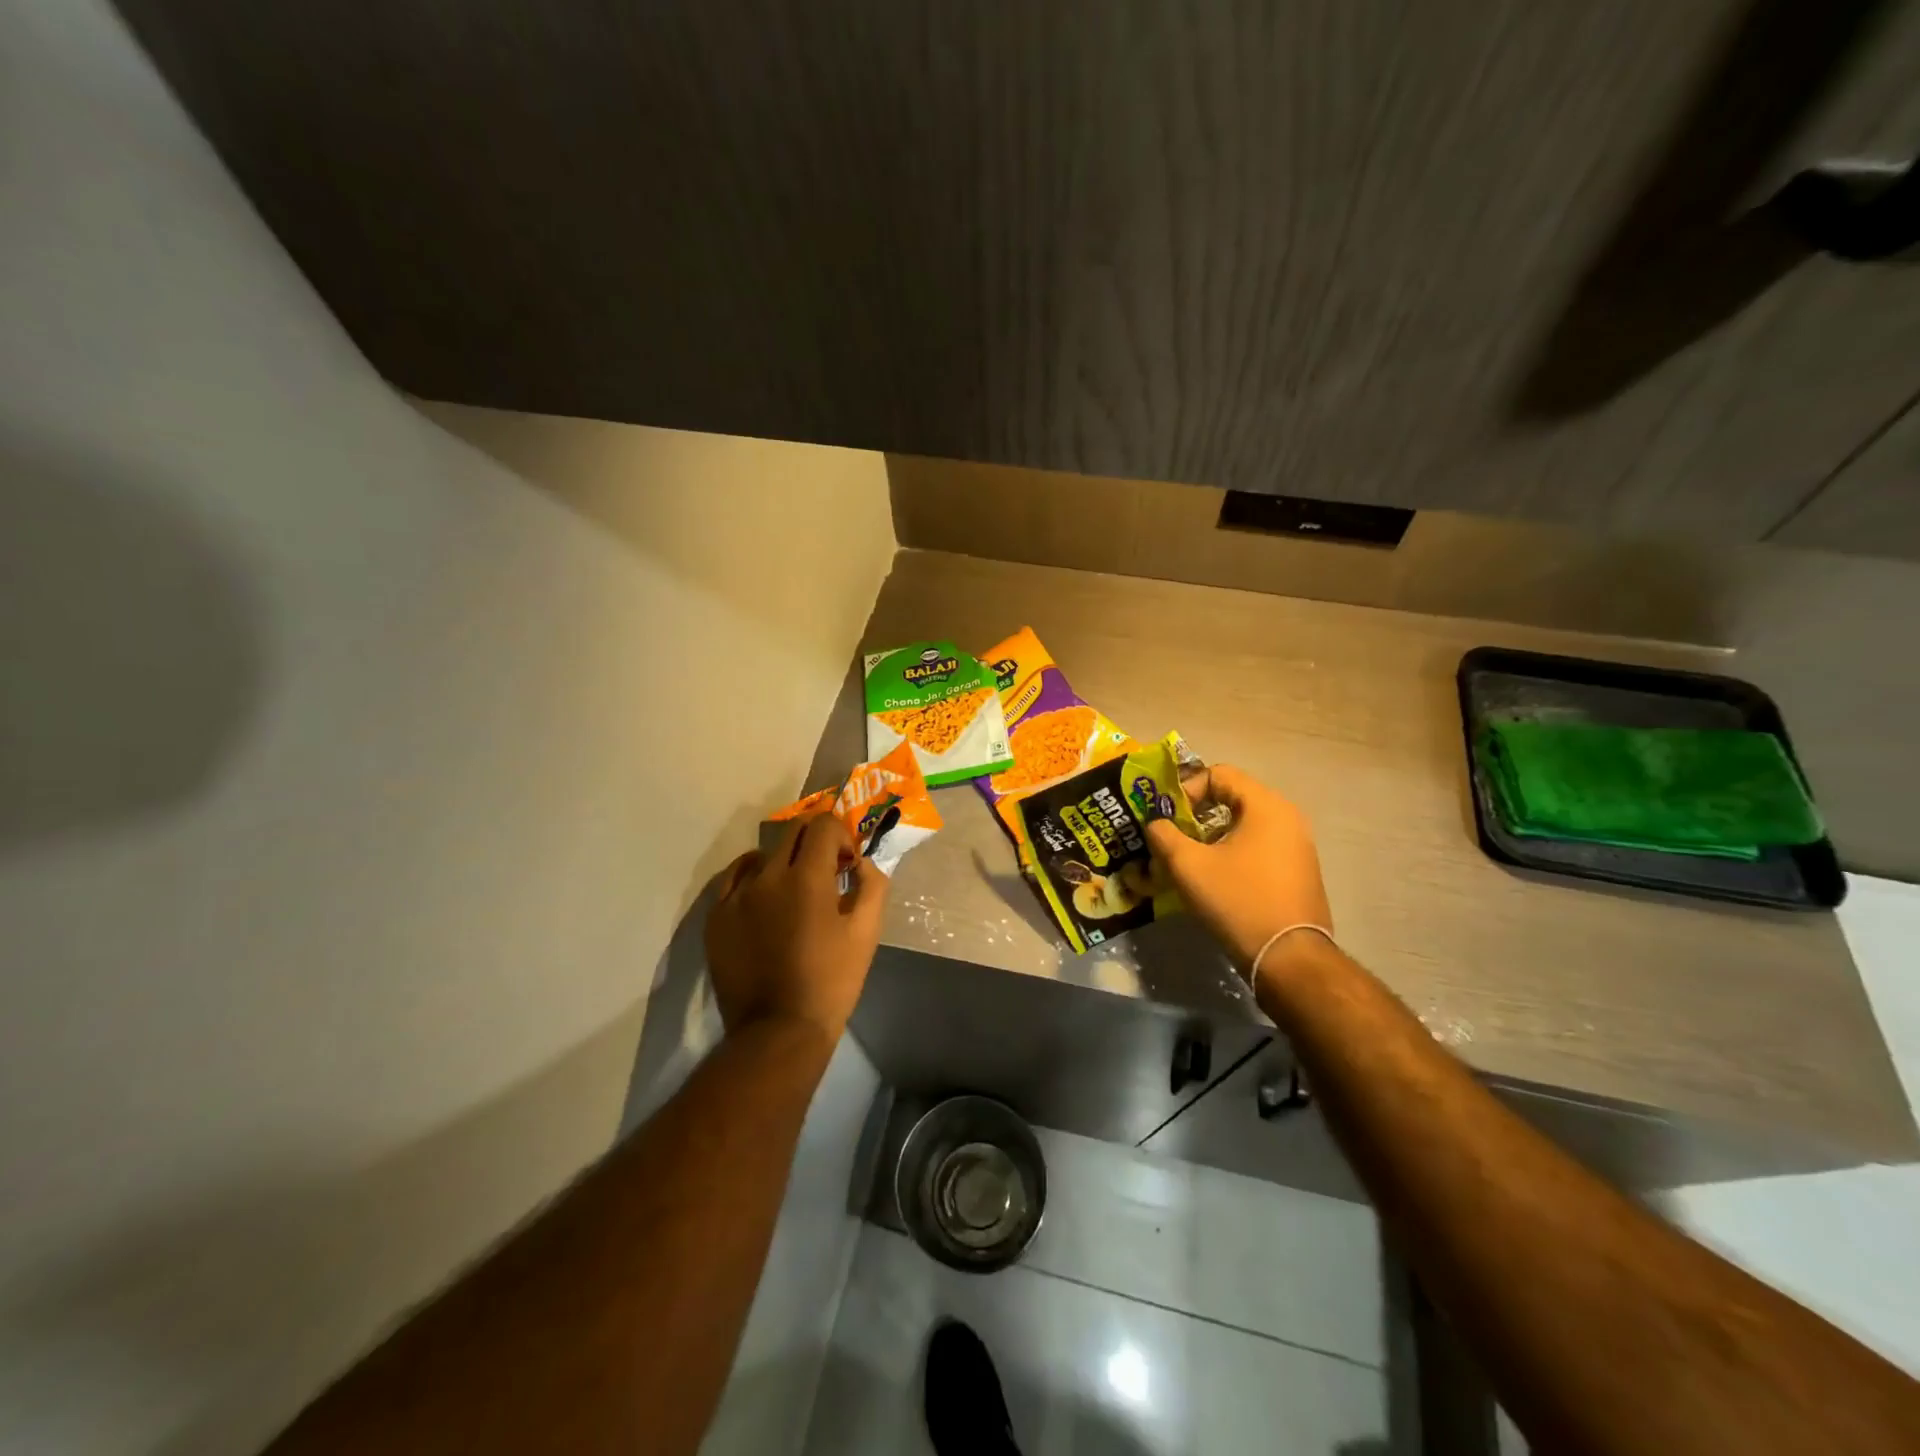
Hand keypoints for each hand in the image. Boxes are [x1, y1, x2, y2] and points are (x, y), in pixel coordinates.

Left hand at [705, 810, 888, 1043]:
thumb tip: (863, 863)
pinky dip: (752, 876)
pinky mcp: (716, 917)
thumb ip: (872, 886)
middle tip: (826, 870)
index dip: (841, 836)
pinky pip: (733, 878)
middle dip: (815, 842)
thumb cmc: (831, 982)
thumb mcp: (866, 933)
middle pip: (792, 832)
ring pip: (763, 855)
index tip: (847, 863)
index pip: (823, 825)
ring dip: (784, 861)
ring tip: (793, 889)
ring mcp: (736, 895)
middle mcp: (767, 876)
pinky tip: (763, 894)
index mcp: (807, 878)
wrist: (778, 1031)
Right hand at [1144, 765, 1332, 982]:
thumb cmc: (1237, 901)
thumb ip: (1163, 835)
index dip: (1186, 789)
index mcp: (1266, 806)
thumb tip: (1155, 823)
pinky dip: (1233, 852)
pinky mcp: (1299, 872)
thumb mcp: (1188, 865)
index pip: (1219, 774)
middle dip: (1196, 814)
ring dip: (1212, 835)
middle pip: (1232, 797)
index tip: (1167, 817)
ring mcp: (1298, 846)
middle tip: (1172, 836)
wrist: (1289, 958)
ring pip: (1244, 825)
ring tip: (1189, 859)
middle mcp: (1288, 818)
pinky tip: (1216, 879)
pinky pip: (1259, 847)